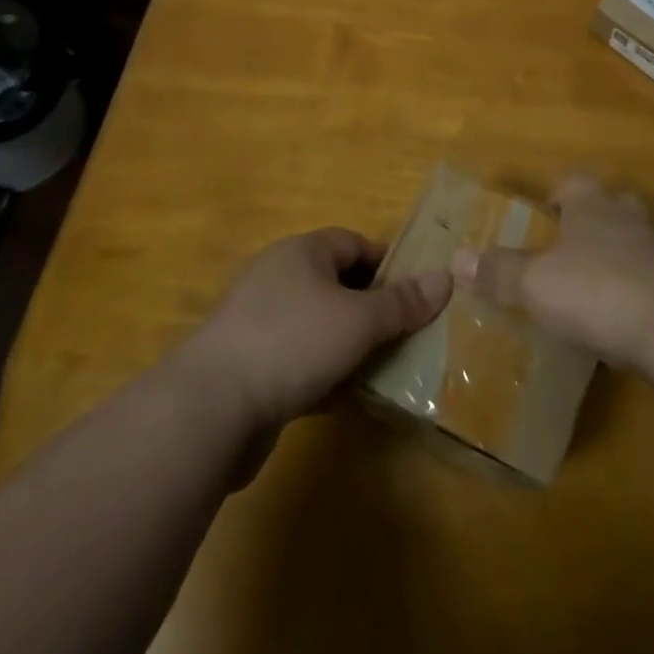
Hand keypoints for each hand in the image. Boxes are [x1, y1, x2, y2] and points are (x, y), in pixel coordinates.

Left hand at [190, 228, 451, 430]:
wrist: (208, 410)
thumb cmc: (292, 344)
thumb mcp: (359, 321)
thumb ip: (403, 302)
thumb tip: (446, 277)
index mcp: (301, 253)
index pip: (354, 244)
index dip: (388, 265)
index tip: (415, 294)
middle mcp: (276, 277)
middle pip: (336, 284)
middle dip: (370, 309)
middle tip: (403, 334)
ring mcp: (256, 322)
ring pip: (316, 325)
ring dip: (346, 345)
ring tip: (379, 369)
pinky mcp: (244, 365)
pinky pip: (294, 359)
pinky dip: (319, 373)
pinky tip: (340, 398)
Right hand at [452, 176, 653, 370]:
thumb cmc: (597, 289)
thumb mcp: (536, 283)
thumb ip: (500, 271)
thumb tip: (458, 258)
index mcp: (591, 205)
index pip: (572, 183)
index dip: (555, 195)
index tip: (541, 213)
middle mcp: (626, 218)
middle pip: (609, 206)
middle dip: (590, 222)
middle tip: (567, 248)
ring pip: (633, 243)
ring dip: (614, 259)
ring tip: (590, 290)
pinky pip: (650, 282)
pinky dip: (633, 295)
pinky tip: (619, 323)